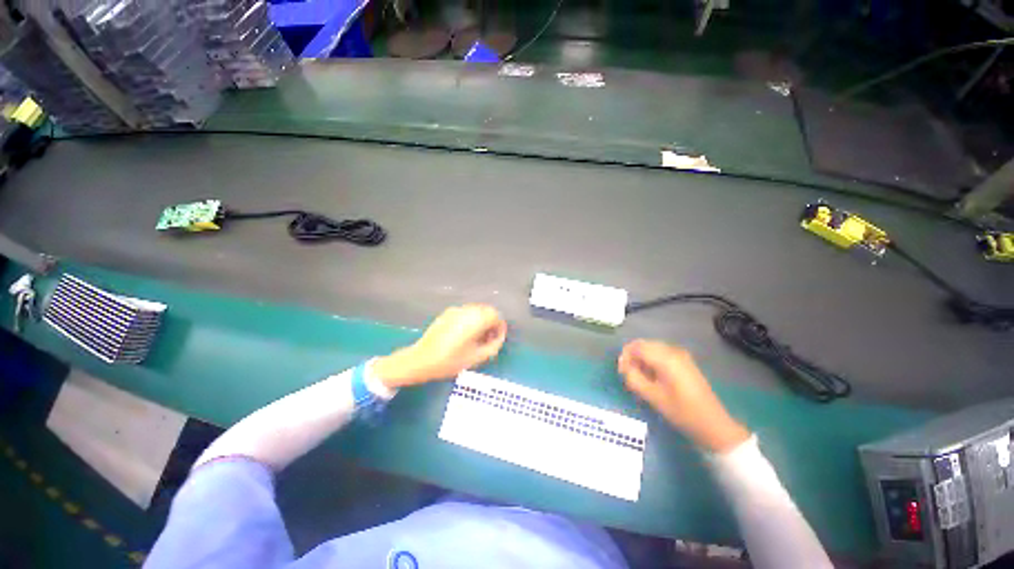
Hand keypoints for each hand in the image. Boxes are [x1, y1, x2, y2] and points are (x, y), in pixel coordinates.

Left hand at [373, 304, 506, 387]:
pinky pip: (465, 313)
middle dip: (491, 323)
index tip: (496, 339)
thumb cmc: (451, 361)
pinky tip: (463, 335)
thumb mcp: (477, 357)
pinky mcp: (447, 313)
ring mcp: (456, 310)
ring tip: (476, 338)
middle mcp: (467, 310)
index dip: (499, 327)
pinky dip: (470, 320)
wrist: (421, 359)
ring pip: (476, 310)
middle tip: (487, 339)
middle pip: (487, 310)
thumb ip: (494, 345)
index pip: (495, 315)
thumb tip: (499, 336)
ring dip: (481, 321)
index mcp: (475, 319)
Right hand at [618, 340, 749, 452]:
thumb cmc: (681, 412)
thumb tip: (623, 366)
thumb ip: (633, 378)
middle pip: (644, 345)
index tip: (621, 373)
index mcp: (665, 358)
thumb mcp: (652, 397)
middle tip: (628, 375)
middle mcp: (673, 351)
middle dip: (632, 357)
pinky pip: (661, 354)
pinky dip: (652, 361)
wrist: (713, 425)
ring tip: (640, 378)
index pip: (636, 347)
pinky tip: (652, 377)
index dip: (625, 357)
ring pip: (652, 348)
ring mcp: (681, 355)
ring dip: (641, 359)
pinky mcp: (684, 361)